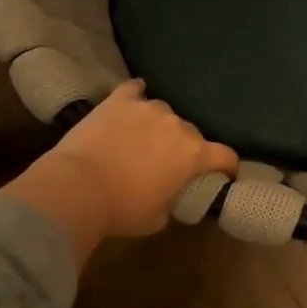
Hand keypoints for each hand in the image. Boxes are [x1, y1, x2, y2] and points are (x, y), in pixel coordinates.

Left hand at [0, 82, 237, 262]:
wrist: (79, 187)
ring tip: (143, 138)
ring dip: (158, 125)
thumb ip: (172, 200)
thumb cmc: (123, 209)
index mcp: (193, 155)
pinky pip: (133, 90)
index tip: (225, 172)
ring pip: (163, 112)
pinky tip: (134, 96)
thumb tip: (169, 193)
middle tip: (169, 162)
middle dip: (185, 147)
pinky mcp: (118, 101)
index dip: (228, 165)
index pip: (225, 155)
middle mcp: (176, 125)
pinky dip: (135, 94)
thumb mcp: (158, 217)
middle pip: (191, 133)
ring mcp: (147, 109)